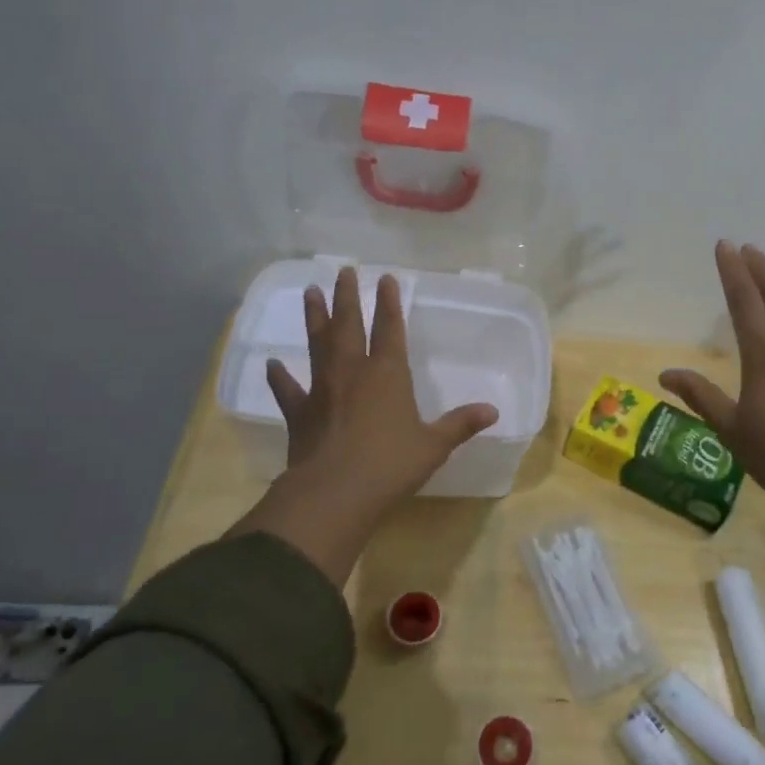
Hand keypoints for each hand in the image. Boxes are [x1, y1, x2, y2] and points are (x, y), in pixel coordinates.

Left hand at [229, 267, 498, 582]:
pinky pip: (287, 389)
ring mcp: (322, 390)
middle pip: (348, 325)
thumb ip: (460, 424)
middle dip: (348, 296)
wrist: (335, 494)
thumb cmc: (390, 465)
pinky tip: (271, 364)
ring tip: (310, 292)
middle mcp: (353, 372)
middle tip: (343, 270)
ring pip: (318, 345)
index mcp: (387, 374)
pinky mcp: (300, 413)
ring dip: (315, 318)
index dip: (389, 303)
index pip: (389, 329)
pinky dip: (279, 377)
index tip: (386, 278)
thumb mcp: (434, 446)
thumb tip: (493, 411)